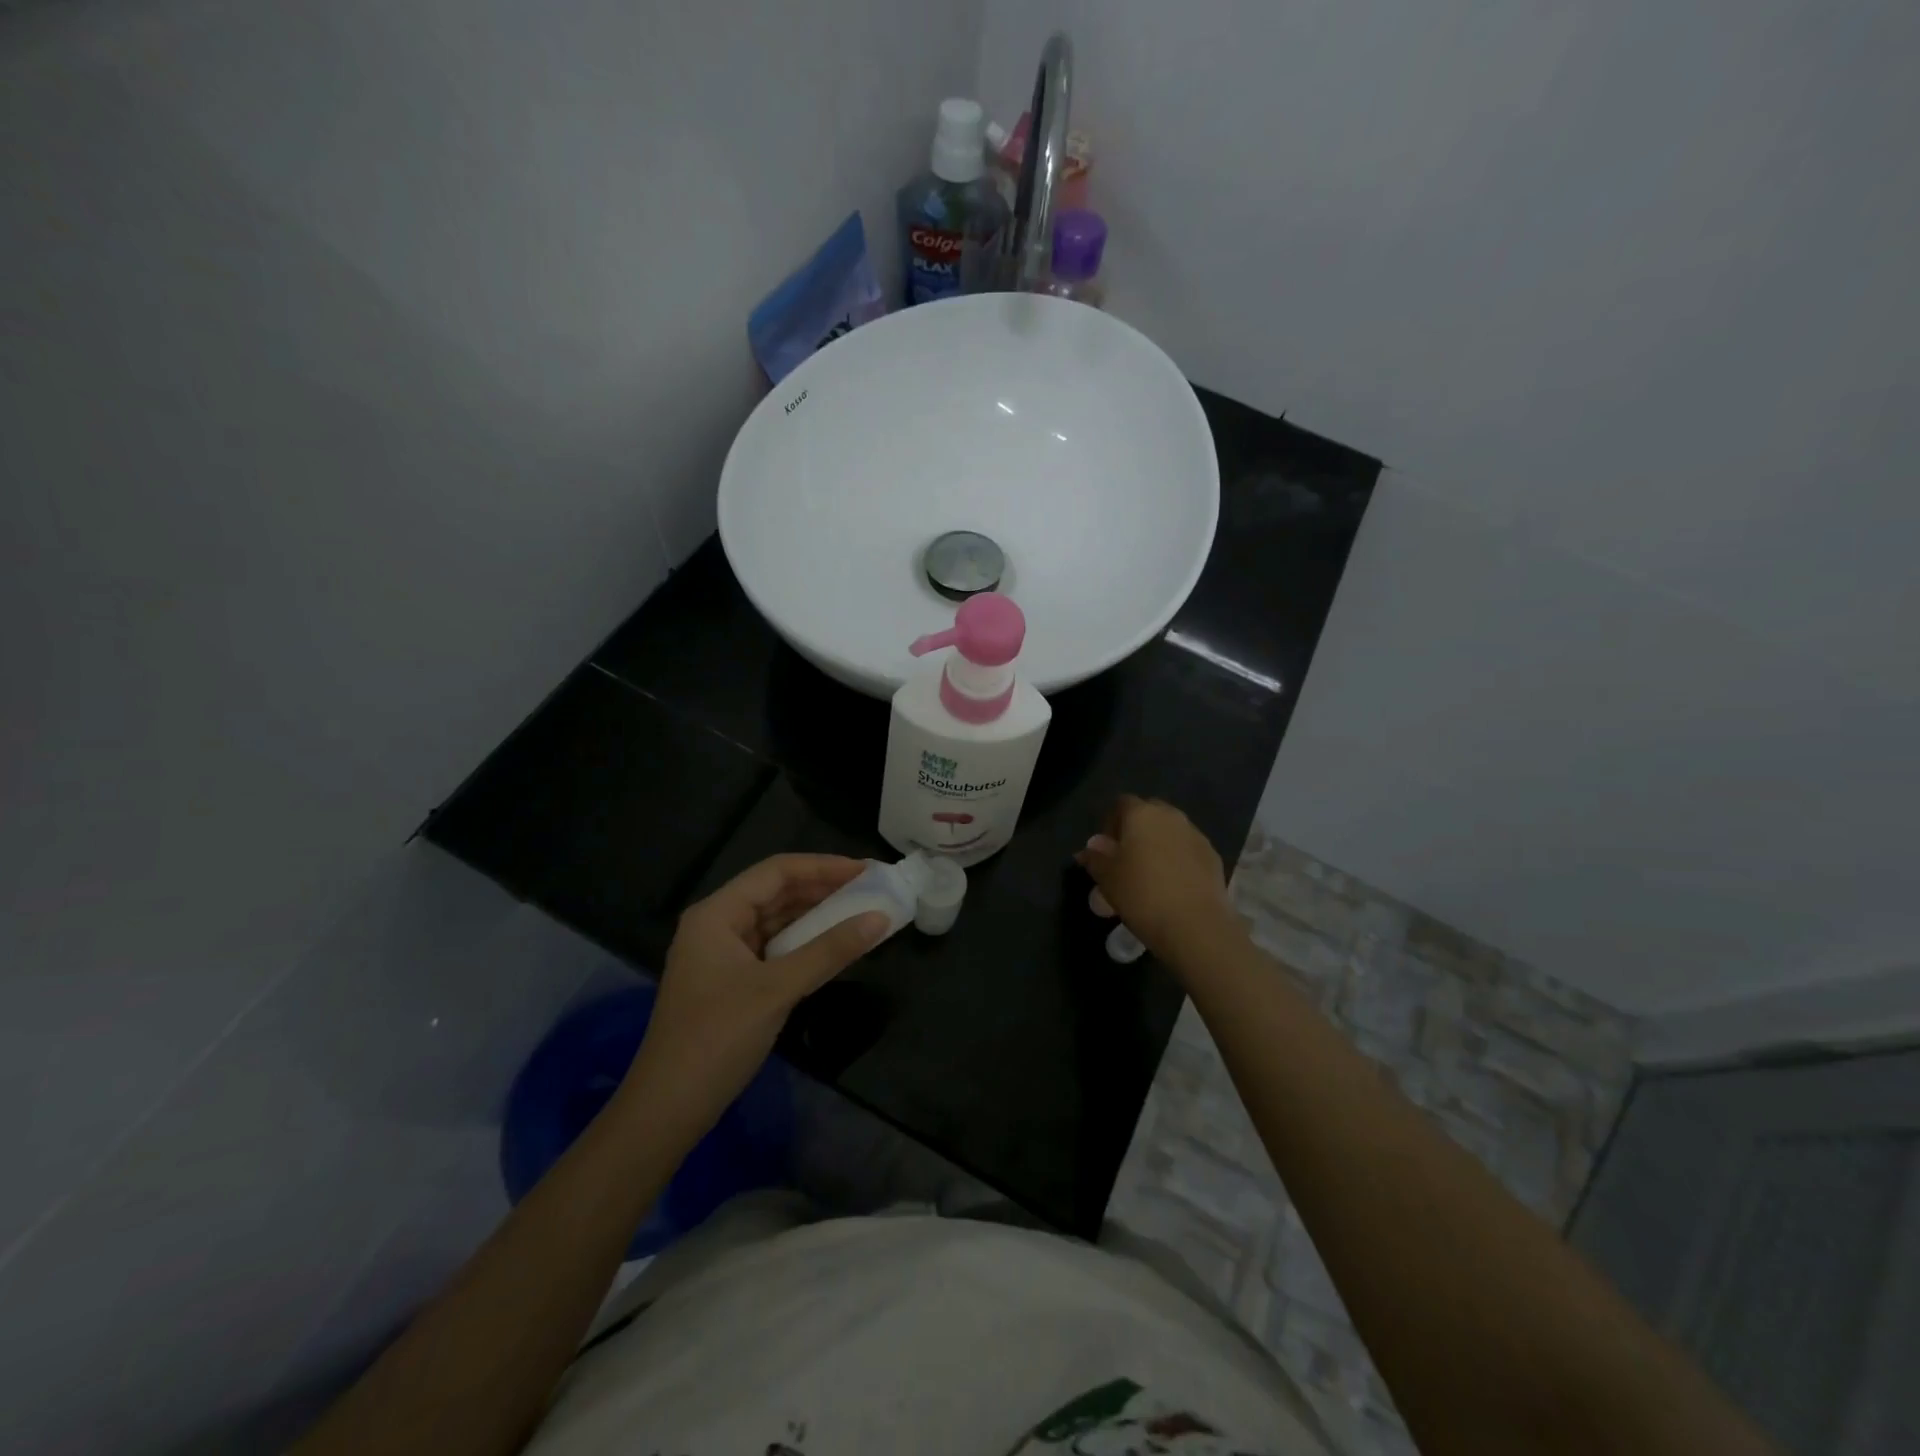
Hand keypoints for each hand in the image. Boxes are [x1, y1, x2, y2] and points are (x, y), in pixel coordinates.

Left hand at [621, 855, 888, 1138]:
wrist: (667, 1109)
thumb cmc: (717, 1038)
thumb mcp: (777, 989)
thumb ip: (829, 951)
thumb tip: (880, 918)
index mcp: (717, 913)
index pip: (776, 871)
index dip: (823, 866)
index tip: (866, 870)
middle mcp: (717, 924)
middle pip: (776, 892)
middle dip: (822, 889)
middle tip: (870, 889)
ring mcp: (722, 954)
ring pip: (776, 921)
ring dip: (815, 916)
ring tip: (860, 912)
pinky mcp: (731, 981)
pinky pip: (774, 948)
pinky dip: (804, 944)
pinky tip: (832, 947)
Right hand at [1077, 795, 1238, 957]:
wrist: (1195, 924)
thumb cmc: (1141, 894)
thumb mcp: (1107, 878)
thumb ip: (1096, 857)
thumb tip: (1093, 845)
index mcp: (1141, 814)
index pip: (1121, 804)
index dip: (1110, 823)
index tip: (1105, 848)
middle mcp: (1170, 816)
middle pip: (1148, 813)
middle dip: (1136, 831)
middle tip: (1126, 859)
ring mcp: (1195, 835)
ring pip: (1171, 831)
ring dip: (1158, 845)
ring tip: (1150, 875)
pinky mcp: (1213, 856)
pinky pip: (1188, 850)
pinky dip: (1178, 860)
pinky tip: (1172, 885)